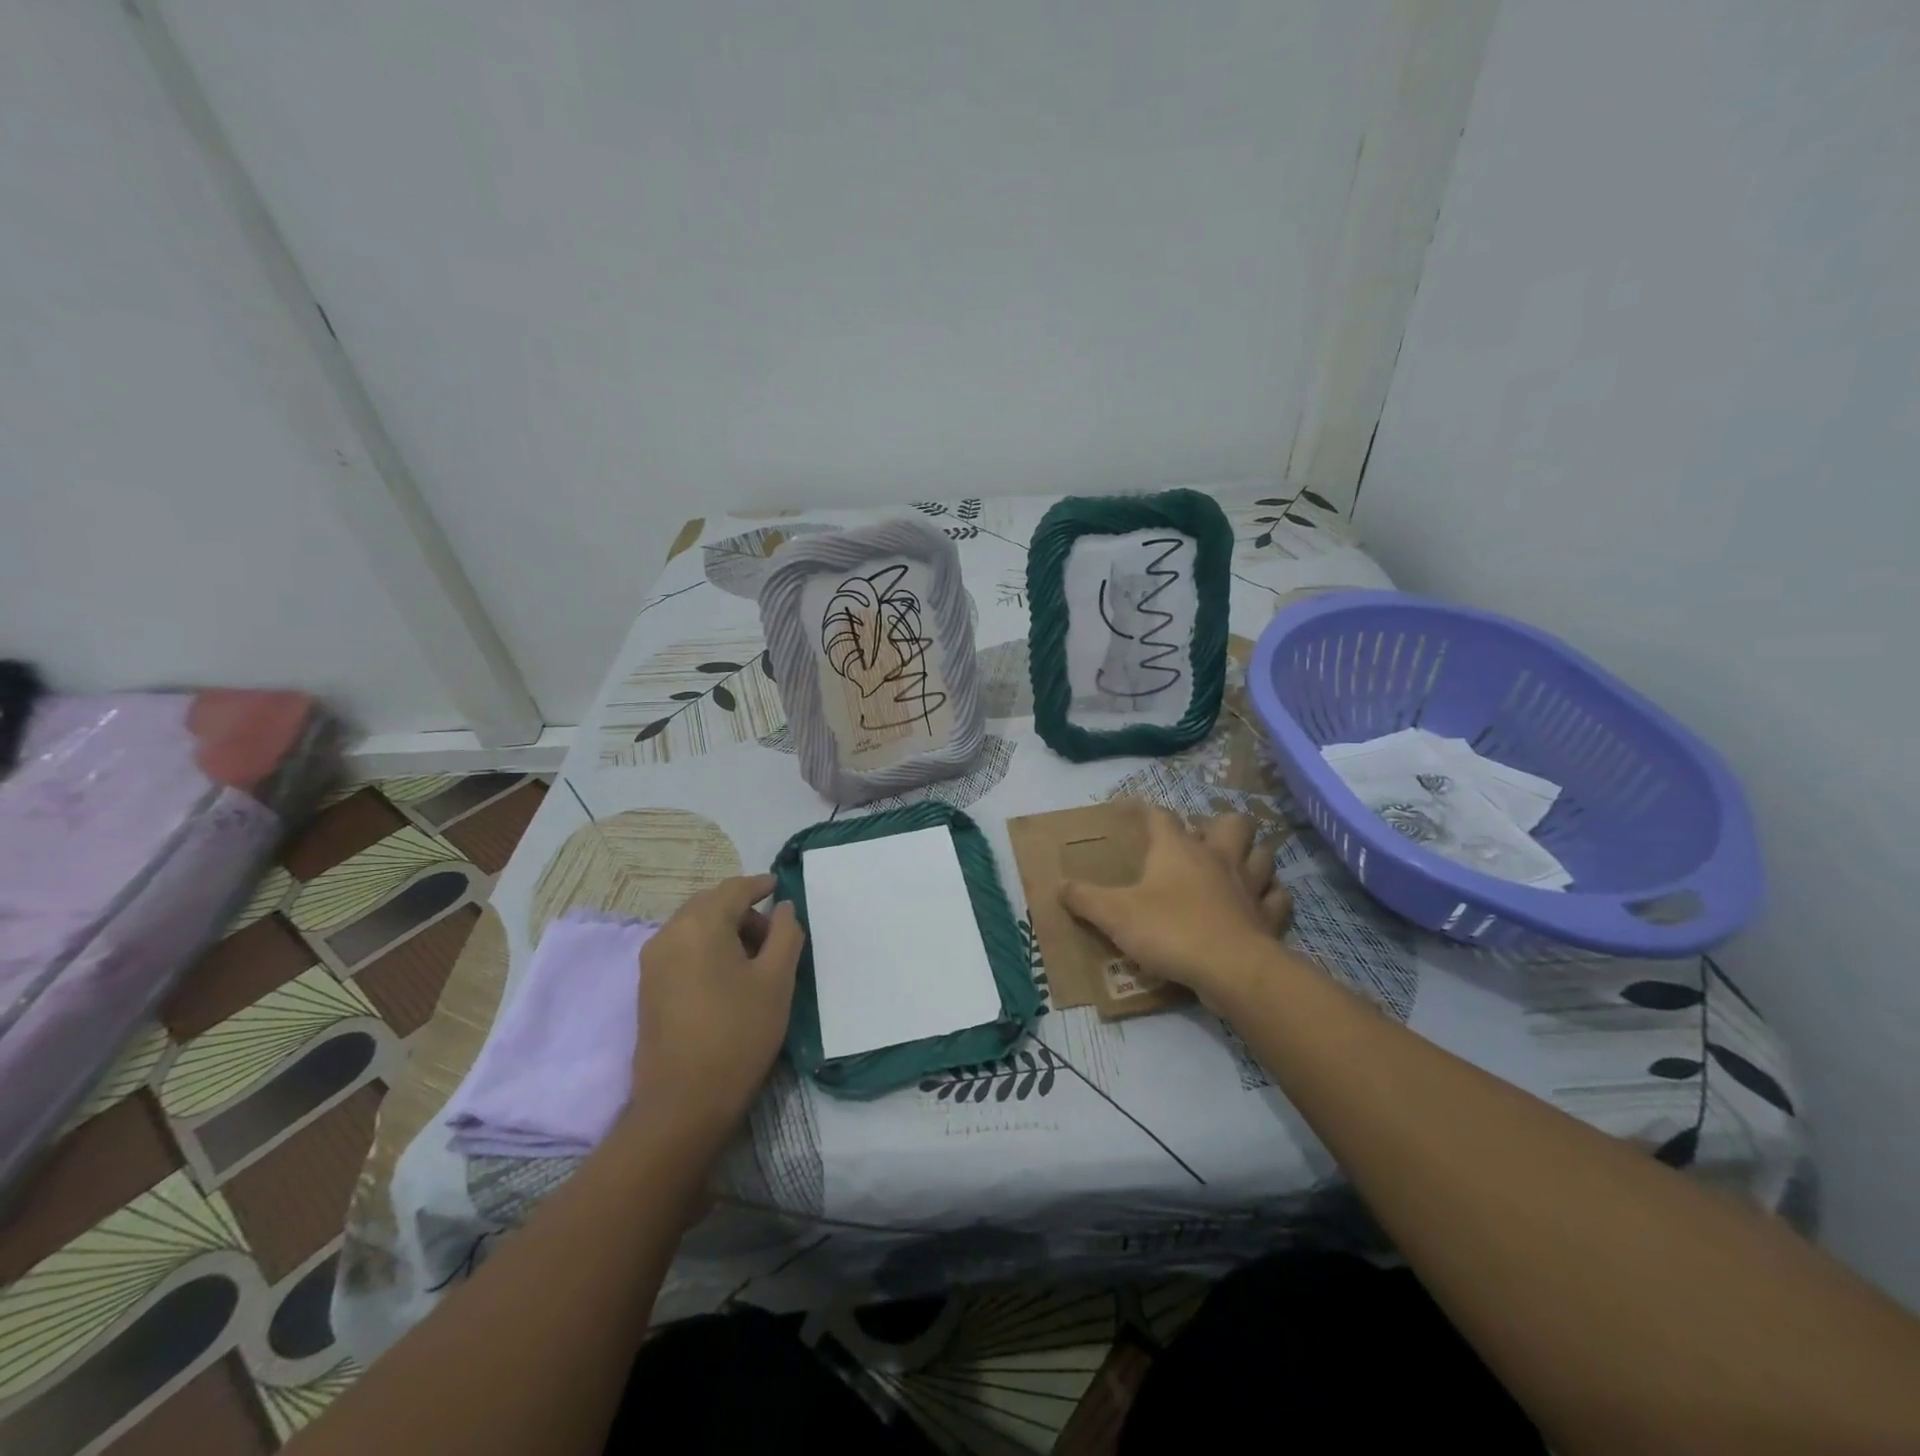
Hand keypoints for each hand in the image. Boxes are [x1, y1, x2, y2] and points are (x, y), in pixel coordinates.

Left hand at [630, 875, 803, 1142]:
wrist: (683, 1103)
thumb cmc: (738, 1034)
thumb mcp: (777, 980)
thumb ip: (786, 933)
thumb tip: (783, 908)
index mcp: (699, 925)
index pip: (733, 889)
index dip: (760, 885)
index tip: (779, 886)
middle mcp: (668, 933)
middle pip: (710, 904)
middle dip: (742, 909)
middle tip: (774, 933)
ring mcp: (652, 961)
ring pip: (693, 926)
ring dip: (724, 929)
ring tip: (755, 958)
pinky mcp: (647, 987)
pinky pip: (681, 948)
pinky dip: (706, 947)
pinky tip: (728, 975)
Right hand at [1060, 808, 1289, 1007]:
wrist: (1231, 969)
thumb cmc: (1169, 930)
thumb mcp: (1114, 915)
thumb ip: (1085, 899)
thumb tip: (1058, 886)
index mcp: (1178, 849)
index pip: (1162, 816)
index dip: (1148, 811)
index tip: (1136, 812)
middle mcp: (1217, 857)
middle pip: (1232, 822)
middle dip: (1220, 825)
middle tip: (1203, 841)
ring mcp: (1249, 885)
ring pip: (1262, 854)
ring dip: (1252, 856)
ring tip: (1236, 866)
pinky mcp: (1269, 917)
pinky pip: (1278, 898)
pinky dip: (1270, 897)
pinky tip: (1260, 903)